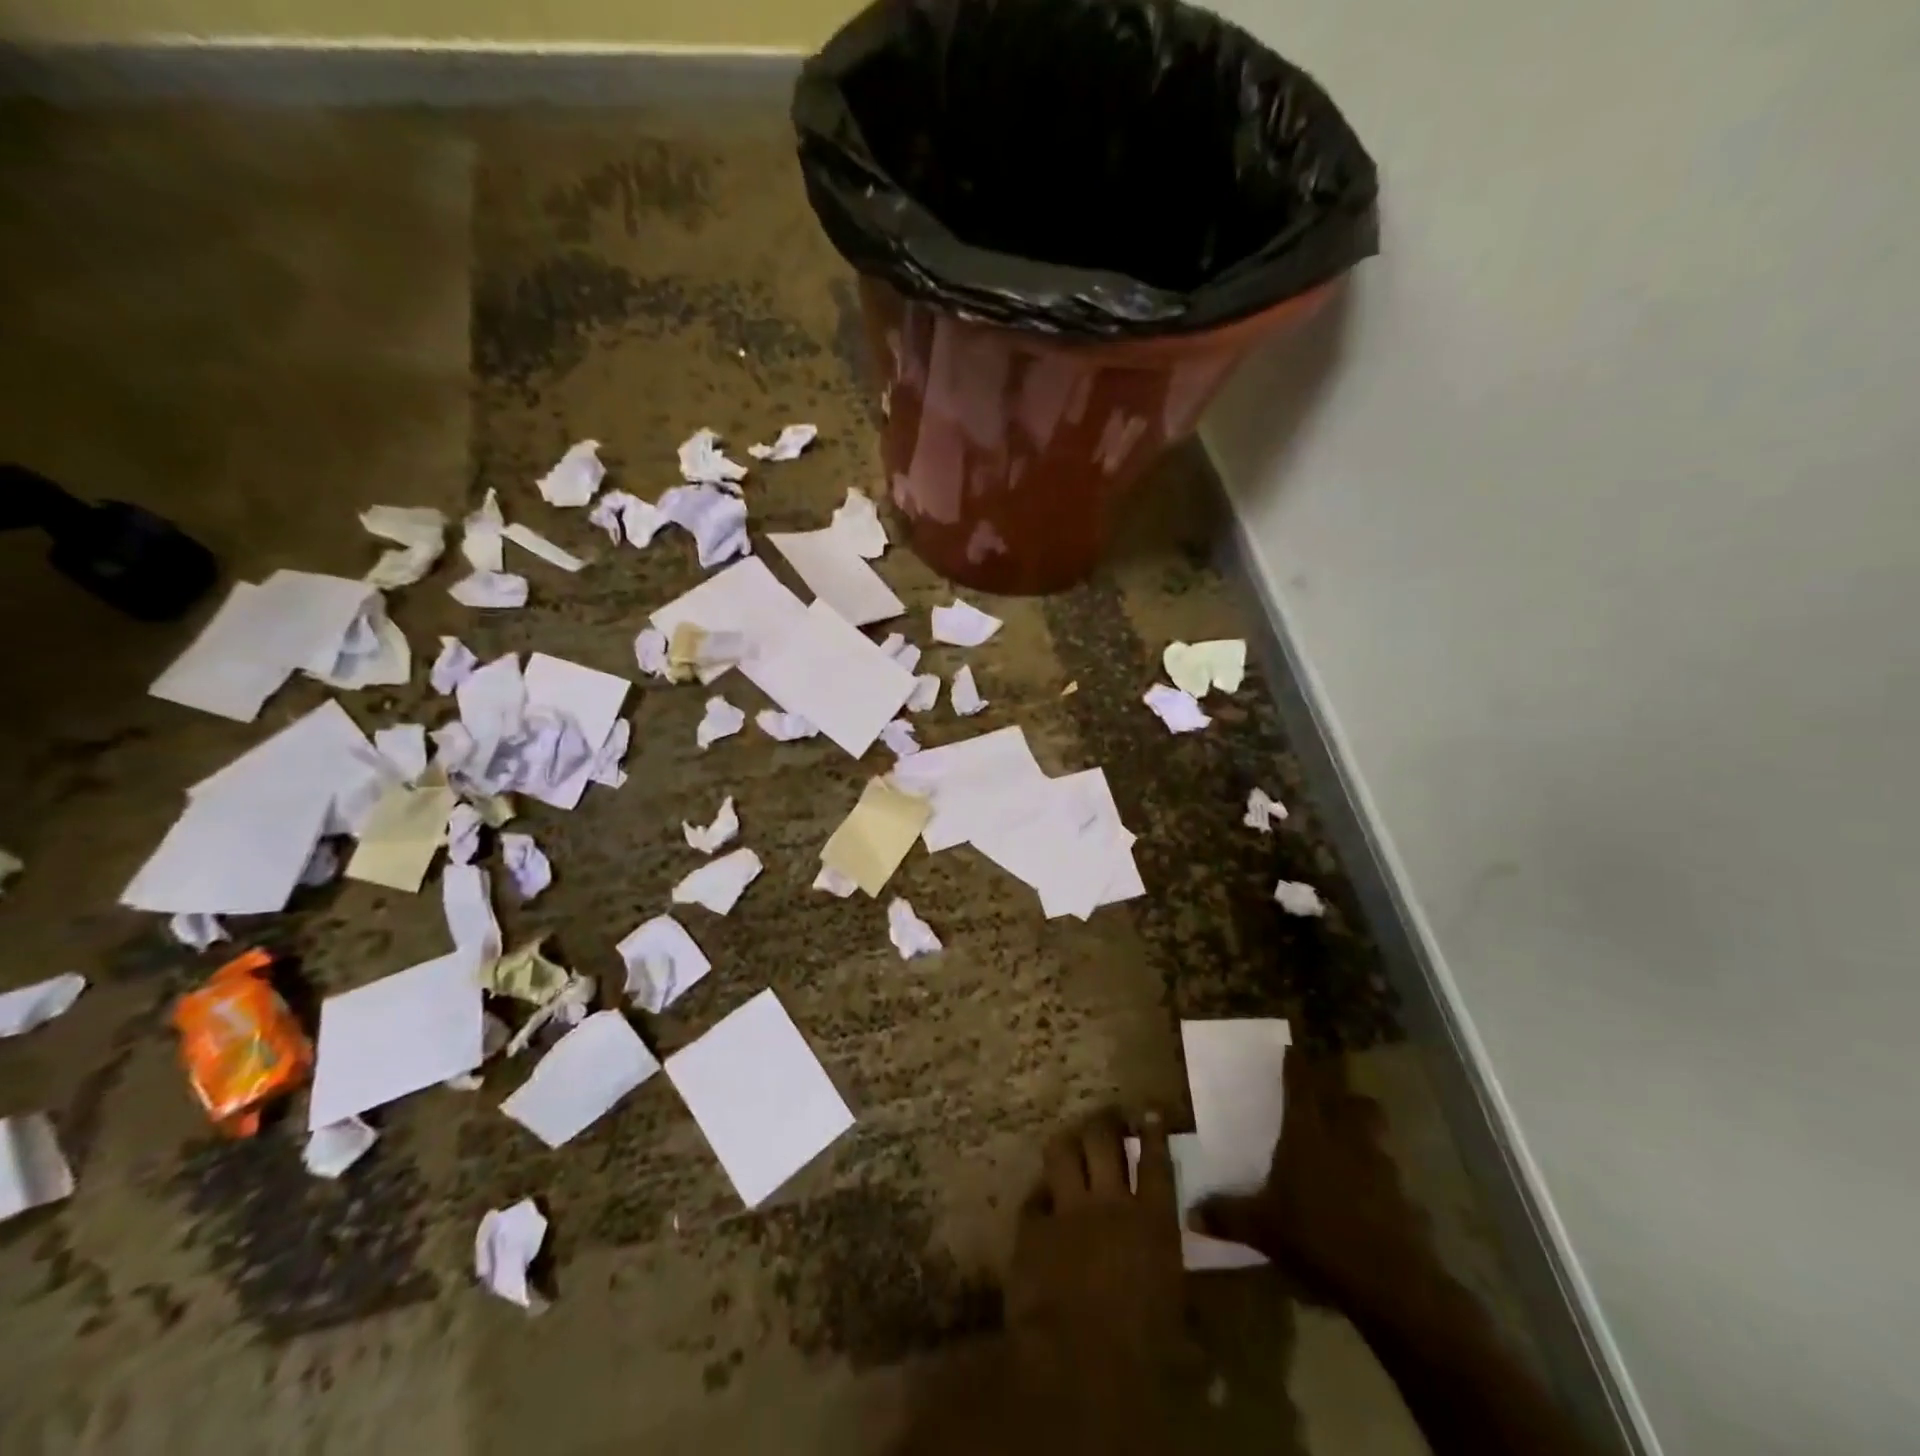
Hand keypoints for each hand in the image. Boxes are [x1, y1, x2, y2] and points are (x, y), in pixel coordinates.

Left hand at [1004, 1110, 1195, 1443]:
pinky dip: (1040, 1196)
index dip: (1153, 1132)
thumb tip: (1198, 1336)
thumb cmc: (1143, 1360)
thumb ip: (1188, 1320)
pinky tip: (1042, 1199)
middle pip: (1104, 1140)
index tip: (1150, 1112)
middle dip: (1106, 1121)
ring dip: (1069, 1141)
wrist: (1076, 1368)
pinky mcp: (1031, 1227)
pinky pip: (1034, 1197)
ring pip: (1062, 1151)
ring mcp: (1067, 1211)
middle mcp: (1110, 1204)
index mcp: (1154, 1224)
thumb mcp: (1181, 1339)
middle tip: (1108, 1117)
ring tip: (1072, 1138)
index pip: (1156, 1163)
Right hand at [1192, 1051, 1432, 1317]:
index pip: (1301, 1085)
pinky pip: (1393, 1181)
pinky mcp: (1408, 1202)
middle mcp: (1347, 1139)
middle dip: (1342, 1098)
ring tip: (1348, 1151)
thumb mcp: (1261, 1228)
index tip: (1291, 1050)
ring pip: (1377, 1136)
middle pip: (1353, 1103)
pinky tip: (1370, 1202)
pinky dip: (1381, 1184)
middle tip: (1327, 1104)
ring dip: (1364, 1137)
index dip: (1295, 1065)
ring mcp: (1383, 1169)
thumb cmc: (1317, 1237)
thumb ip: (1226, 1216)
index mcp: (1308, 1133)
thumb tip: (1189, 1214)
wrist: (1393, 1285)